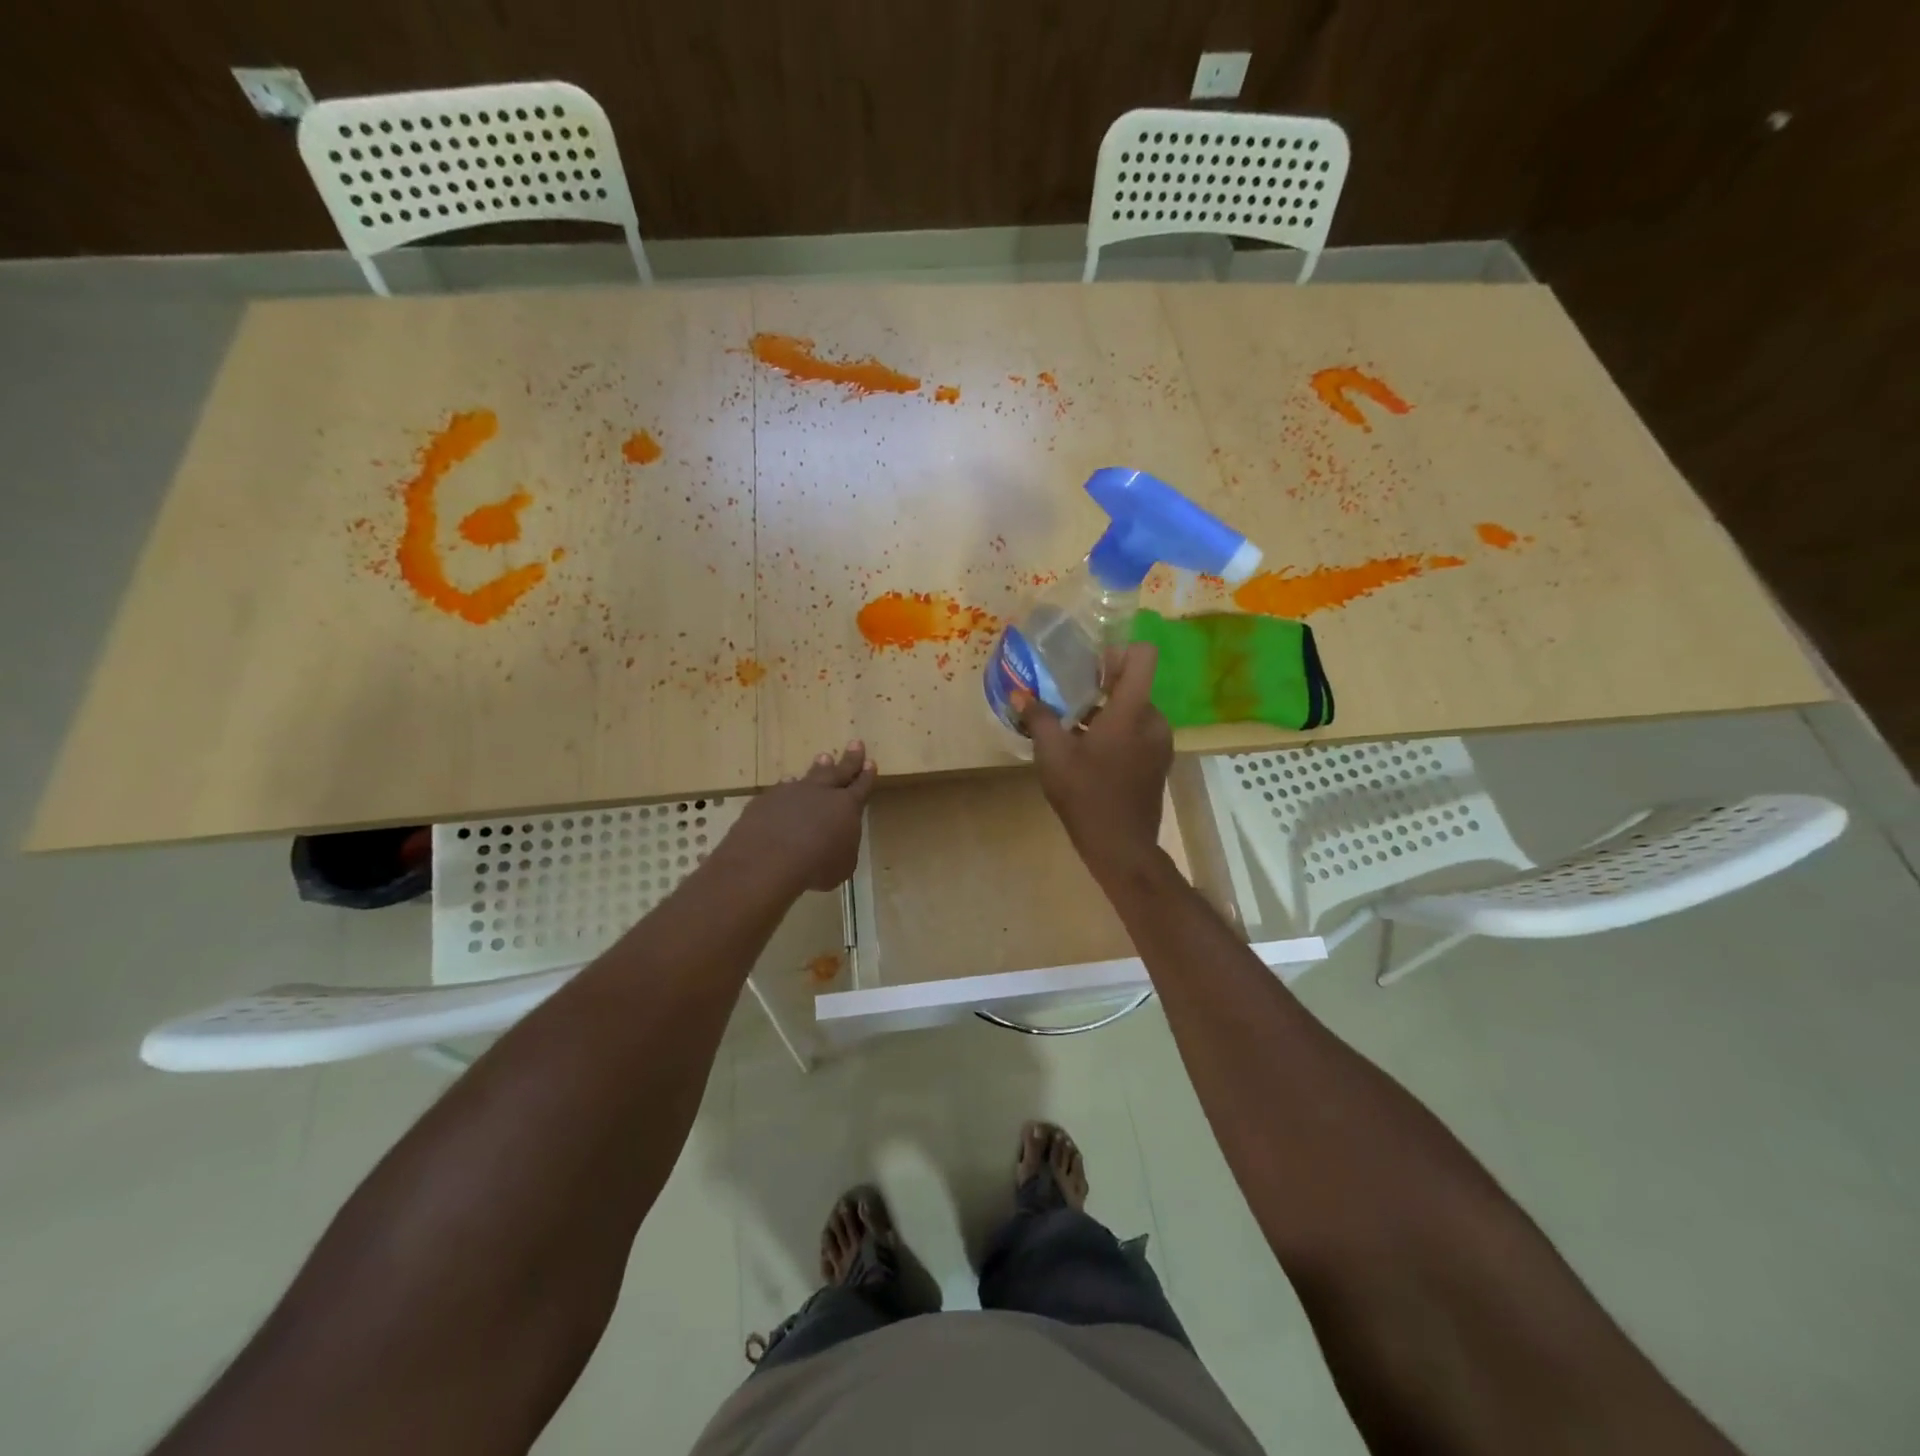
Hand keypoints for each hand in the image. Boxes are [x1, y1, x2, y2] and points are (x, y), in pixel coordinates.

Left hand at [722, 742, 877, 893]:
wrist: (769, 858)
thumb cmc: (816, 866)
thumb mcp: (843, 865)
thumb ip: (843, 847)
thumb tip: (838, 841)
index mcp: (847, 807)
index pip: (861, 786)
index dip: (867, 775)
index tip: (871, 762)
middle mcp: (822, 793)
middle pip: (839, 771)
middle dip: (850, 758)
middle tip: (855, 743)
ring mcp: (793, 792)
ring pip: (810, 775)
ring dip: (818, 768)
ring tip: (823, 757)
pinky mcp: (768, 799)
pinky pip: (782, 788)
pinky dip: (788, 786)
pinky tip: (787, 783)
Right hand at [1015, 642, 1171, 880]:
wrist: (1120, 846)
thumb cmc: (1086, 794)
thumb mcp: (1053, 755)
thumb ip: (1039, 718)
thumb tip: (1020, 694)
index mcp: (1132, 711)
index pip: (1143, 656)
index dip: (1118, 651)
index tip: (1090, 667)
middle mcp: (1154, 720)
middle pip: (1134, 685)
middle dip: (1102, 687)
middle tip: (1069, 699)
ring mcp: (1160, 744)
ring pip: (1135, 711)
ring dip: (1108, 713)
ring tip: (1074, 731)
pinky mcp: (1159, 763)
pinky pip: (1139, 733)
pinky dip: (1118, 734)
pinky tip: (1090, 755)